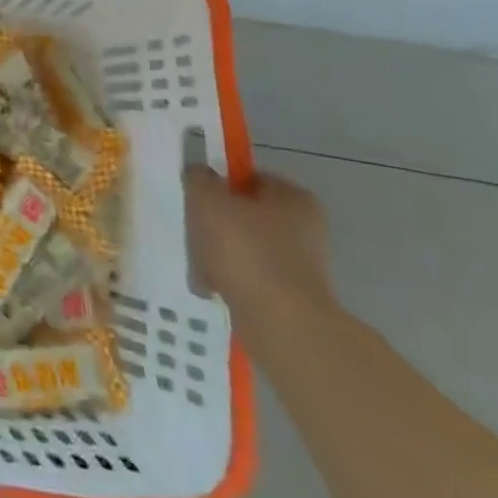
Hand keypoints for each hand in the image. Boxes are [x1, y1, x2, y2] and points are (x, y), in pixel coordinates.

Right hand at [184, 163, 338, 341]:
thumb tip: (200, 175)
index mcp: (293, 198)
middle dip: (214, 223)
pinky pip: (249, 276)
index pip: (248, 178)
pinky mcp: (290, 294)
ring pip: (243, 246)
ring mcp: (299, 263)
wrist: (280, 322)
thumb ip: (199, 178)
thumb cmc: (245, 250)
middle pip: (243, 214)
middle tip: (193, 232)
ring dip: (217, 253)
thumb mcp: (208, 200)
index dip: (218, 184)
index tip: (196, 198)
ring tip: (199, 265)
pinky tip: (210, 286)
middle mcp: (303, 227)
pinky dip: (228, 279)